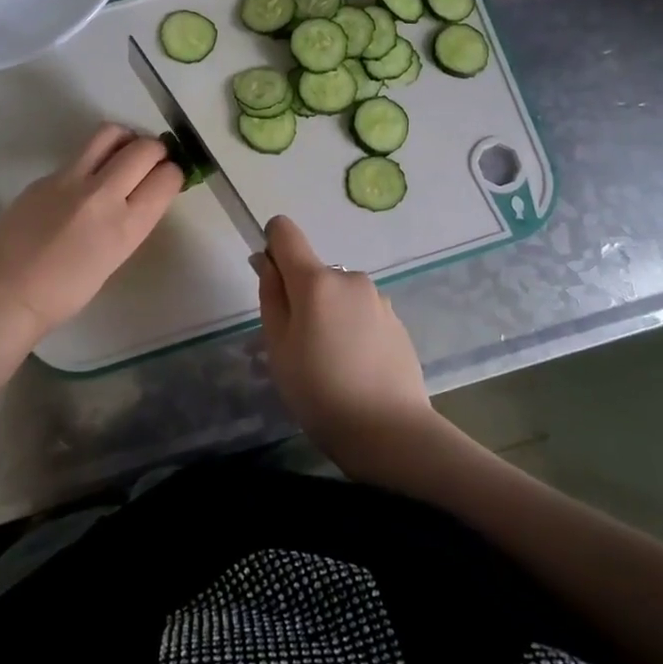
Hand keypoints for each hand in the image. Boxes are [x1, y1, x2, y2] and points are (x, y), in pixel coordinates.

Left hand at [0, 124, 181, 341]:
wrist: (6, 294)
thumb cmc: (65, 293)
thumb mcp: (114, 258)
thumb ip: (131, 221)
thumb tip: (142, 194)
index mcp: (125, 226)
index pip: (167, 177)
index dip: (174, 173)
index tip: (168, 177)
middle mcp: (102, 194)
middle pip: (144, 148)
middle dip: (156, 150)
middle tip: (151, 160)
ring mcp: (70, 180)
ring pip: (110, 133)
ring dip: (126, 139)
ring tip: (123, 154)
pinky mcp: (45, 176)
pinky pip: (79, 156)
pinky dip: (92, 160)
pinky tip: (84, 183)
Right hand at [253, 215, 440, 477]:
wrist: (390, 431)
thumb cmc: (319, 391)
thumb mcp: (278, 347)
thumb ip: (270, 295)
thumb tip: (265, 261)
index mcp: (315, 280)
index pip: (285, 232)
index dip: (271, 246)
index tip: (272, 283)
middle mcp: (350, 278)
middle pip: (312, 271)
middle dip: (301, 296)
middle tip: (299, 346)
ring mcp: (378, 299)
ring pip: (338, 295)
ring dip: (328, 314)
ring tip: (330, 363)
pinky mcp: (397, 322)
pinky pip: (361, 313)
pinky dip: (352, 330)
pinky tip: (356, 369)